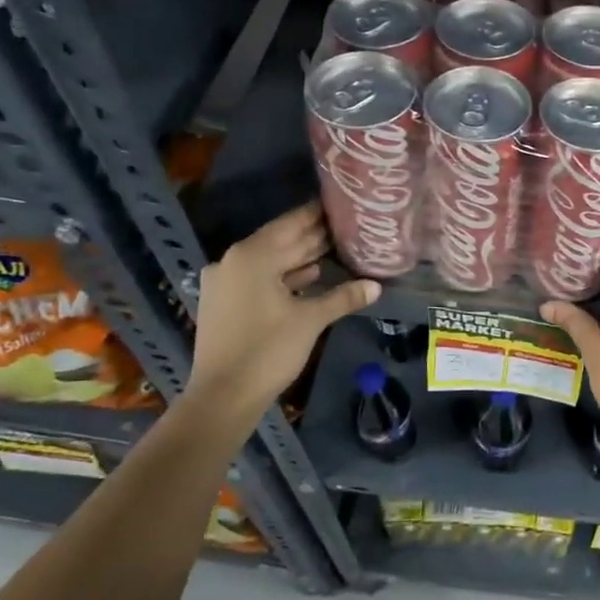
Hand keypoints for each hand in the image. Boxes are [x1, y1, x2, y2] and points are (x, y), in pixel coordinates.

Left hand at [185, 202, 377, 422]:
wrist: (223, 396)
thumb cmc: (268, 350)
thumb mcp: (311, 320)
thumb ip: (343, 297)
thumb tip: (376, 285)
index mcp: (251, 256)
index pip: (290, 224)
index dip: (316, 214)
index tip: (340, 203)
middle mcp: (233, 262)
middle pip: (280, 242)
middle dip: (312, 237)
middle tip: (346, 225)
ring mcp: (225, 283)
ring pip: (270, 263)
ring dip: (300, 258)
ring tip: (337, 249)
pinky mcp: (224, 304)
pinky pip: (259, 280)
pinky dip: (284, 278)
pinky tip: (311, 277)